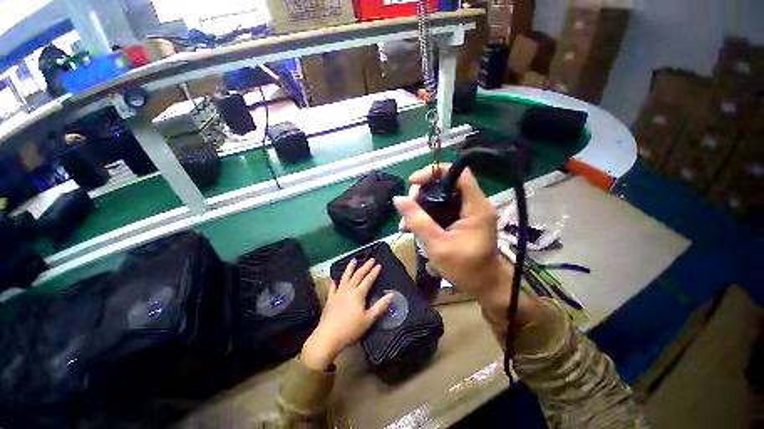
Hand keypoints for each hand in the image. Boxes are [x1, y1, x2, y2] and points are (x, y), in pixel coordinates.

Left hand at [301, 259, 392, 370]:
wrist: (327, 337)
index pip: (368, 280)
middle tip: (371, 259)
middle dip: (365, 266)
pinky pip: (333, 288)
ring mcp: (338, 293)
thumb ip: (380, 306)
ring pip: (345, 277)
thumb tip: (391, 295)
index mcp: (358, 294)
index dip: (374, 272)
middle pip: (358, 275)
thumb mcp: (369, 319)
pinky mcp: (330, 299)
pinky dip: (335, 283)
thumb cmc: (351, 329)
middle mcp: (348, 290)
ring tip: (353, 260)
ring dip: (350, 268)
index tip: (379, 265)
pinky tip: (334, 280)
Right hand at [394, 164, 537, 323]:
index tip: (413, 182)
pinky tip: (414, 227)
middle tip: (408, 208)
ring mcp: (469, 212)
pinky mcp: (464, 219)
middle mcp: (475, 204)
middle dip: (423, 192)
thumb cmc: (465, 269)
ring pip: (442, 196)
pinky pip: (443, 208)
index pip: (458, 173)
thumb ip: (417, 221)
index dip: (434, 172)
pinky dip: (428, 214)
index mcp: (476, 207)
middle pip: (446, 183)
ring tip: (406, 222)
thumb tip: (398, 199)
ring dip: (422, 205)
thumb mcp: (437, 245)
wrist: (484, 286)